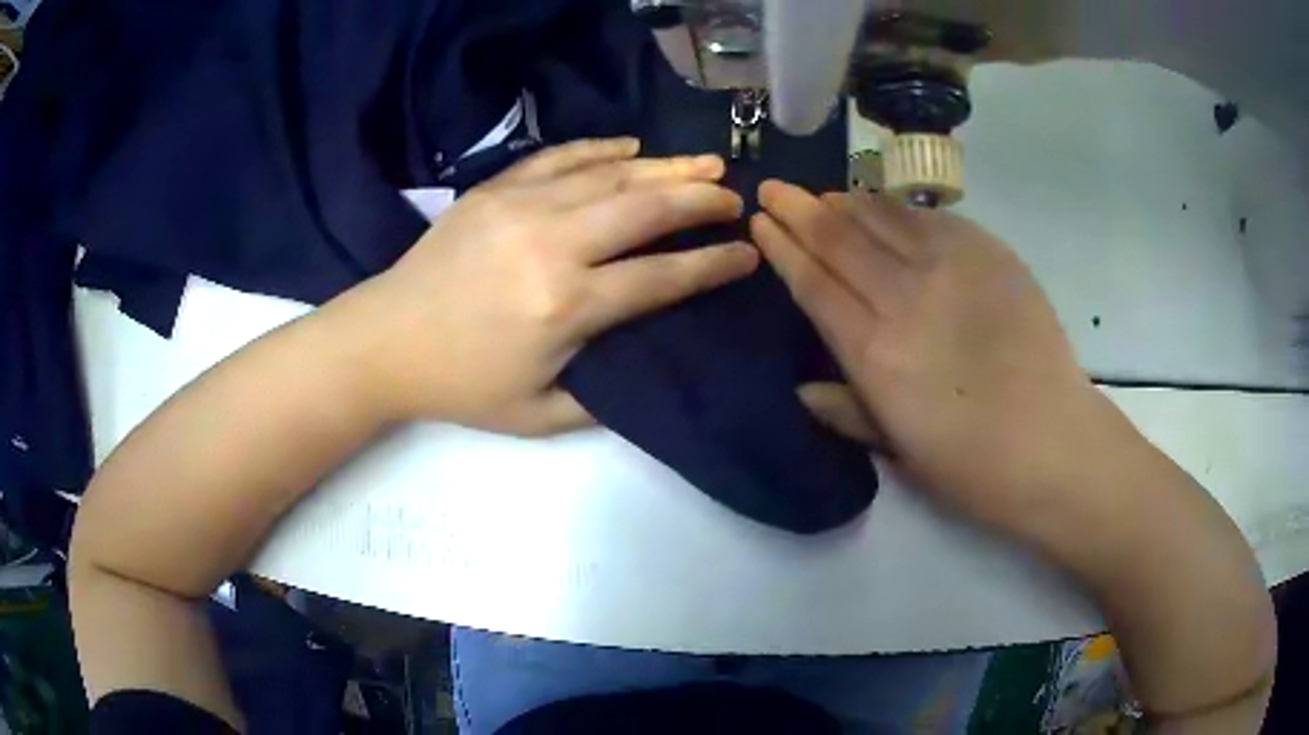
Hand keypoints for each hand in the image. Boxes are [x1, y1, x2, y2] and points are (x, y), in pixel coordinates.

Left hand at [341, 139, 757, 435]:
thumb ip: (603, 396)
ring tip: (707, 161)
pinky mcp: (495, 189)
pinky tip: (634, 147)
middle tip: (734, 196)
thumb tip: (648, 362)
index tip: (747, 254)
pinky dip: (602, 149)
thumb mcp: (538, 416)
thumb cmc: (460, 385)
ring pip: (611, 174)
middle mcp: (552, 244)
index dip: (712, 264)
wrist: (385, 341)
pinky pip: (560, 157)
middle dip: (701, 200)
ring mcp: (520, 206)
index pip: (662, 277)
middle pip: (646, 209)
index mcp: (566, 306)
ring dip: (666, 166)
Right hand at [751, 181, 1126, 530]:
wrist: (1052, 443)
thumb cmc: (972, 464)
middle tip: (775, 189)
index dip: (784, 248)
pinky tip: (885, 206)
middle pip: (840, 240)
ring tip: (824, 195)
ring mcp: (950, 269)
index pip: (814, 284)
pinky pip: (931, 218)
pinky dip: (898, 208)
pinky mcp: (989, 254)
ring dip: (846, 203)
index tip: (762, 222)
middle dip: (800, 210)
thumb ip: (848, 412)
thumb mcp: (899, 451)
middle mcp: (904, 299)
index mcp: (874, 354)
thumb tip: (802, 389)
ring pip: (883, 219)